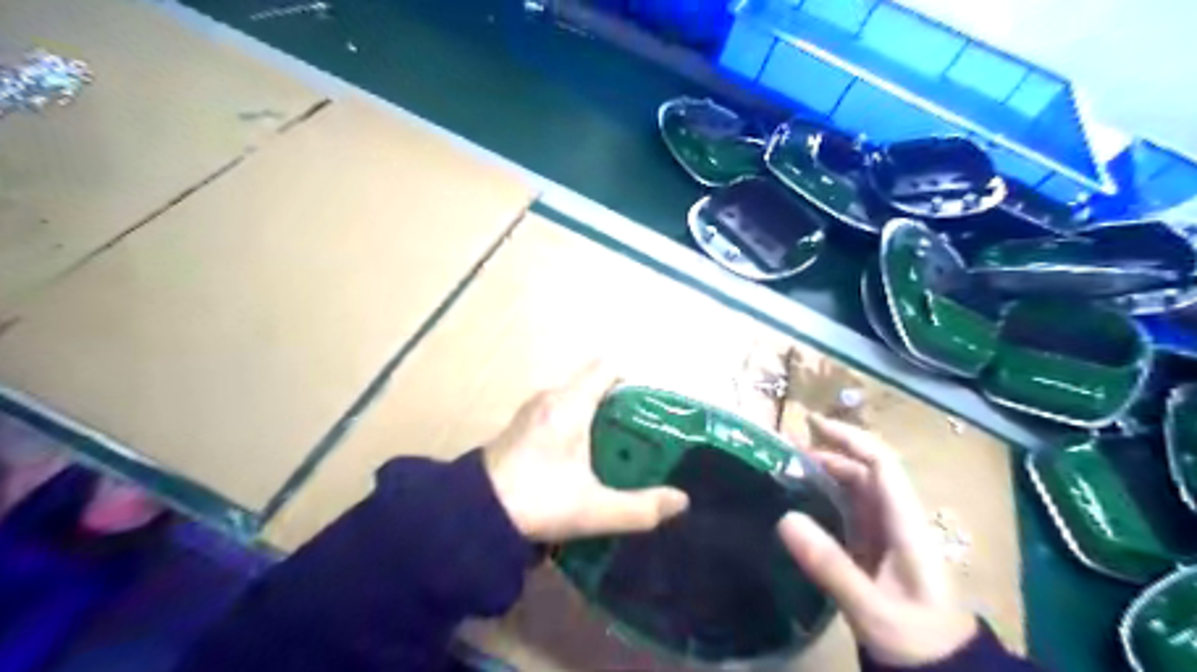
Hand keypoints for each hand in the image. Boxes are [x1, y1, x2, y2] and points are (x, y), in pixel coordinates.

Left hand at [483, 362, 686, 538]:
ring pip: (575, 399)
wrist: (470, 517)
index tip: (653, 406)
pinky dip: (578, 424)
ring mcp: (531, 411)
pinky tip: (585, 457)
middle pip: (593, 383)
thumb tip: (681, 501)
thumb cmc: (536, 502)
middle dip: (620, 403)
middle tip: (644, 432)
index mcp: (569, 404)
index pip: (607, 368)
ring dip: (598, 415)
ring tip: (620, 446)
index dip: (633, 379)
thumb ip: (641, 507)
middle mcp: (549, 398)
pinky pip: (559, 411)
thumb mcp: (594, 509)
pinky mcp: (520, 427)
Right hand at [776, 415, 980, 667]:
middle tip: (783, 454)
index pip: (881, 463)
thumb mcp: (871, 608)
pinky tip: (801, 503)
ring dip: (824, 474)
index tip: (811, 423)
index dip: (849, 437)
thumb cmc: (916, 639)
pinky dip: (825, 498)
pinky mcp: (876, 550)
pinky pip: (849, 511)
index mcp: (906, 523)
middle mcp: (898, 519)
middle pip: (864, 472)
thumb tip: (786, 518)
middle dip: (828, 453)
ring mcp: (887, 534)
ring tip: (786, 472)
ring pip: (856, 490)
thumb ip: (830, 565)